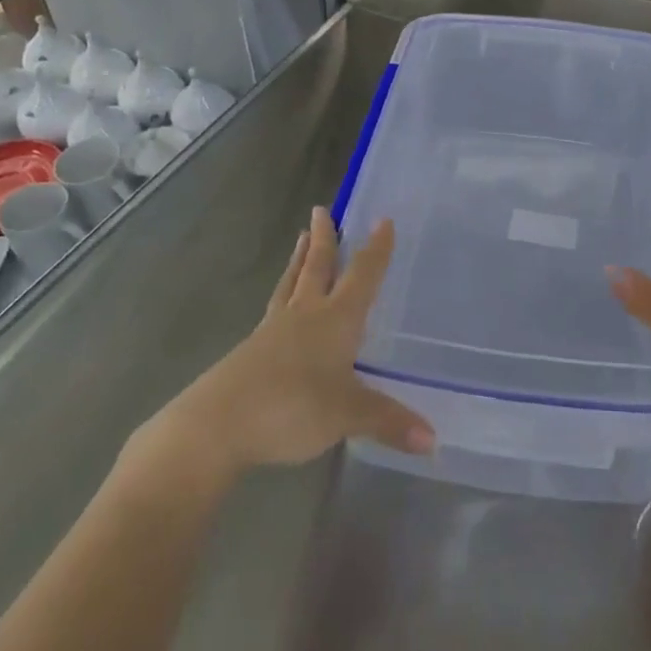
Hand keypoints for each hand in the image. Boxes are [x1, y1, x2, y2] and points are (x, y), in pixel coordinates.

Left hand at [128, 209, 433, 491]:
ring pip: (291, 284)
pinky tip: (283, 307)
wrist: (216, 425)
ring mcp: (274, 331)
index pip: (362, 275)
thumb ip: (389, 421)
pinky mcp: (251, 351)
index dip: (376, 250)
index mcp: (335, 319)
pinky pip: (274, 310)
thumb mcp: (347, 416)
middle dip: (325, 239)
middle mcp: (305, 314)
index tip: (383, 220)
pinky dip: (283, 297)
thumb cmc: (291, 407)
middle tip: (322, 209)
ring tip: (301, 238)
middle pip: (318, 267)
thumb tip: (434, 440)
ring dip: (299, 259)